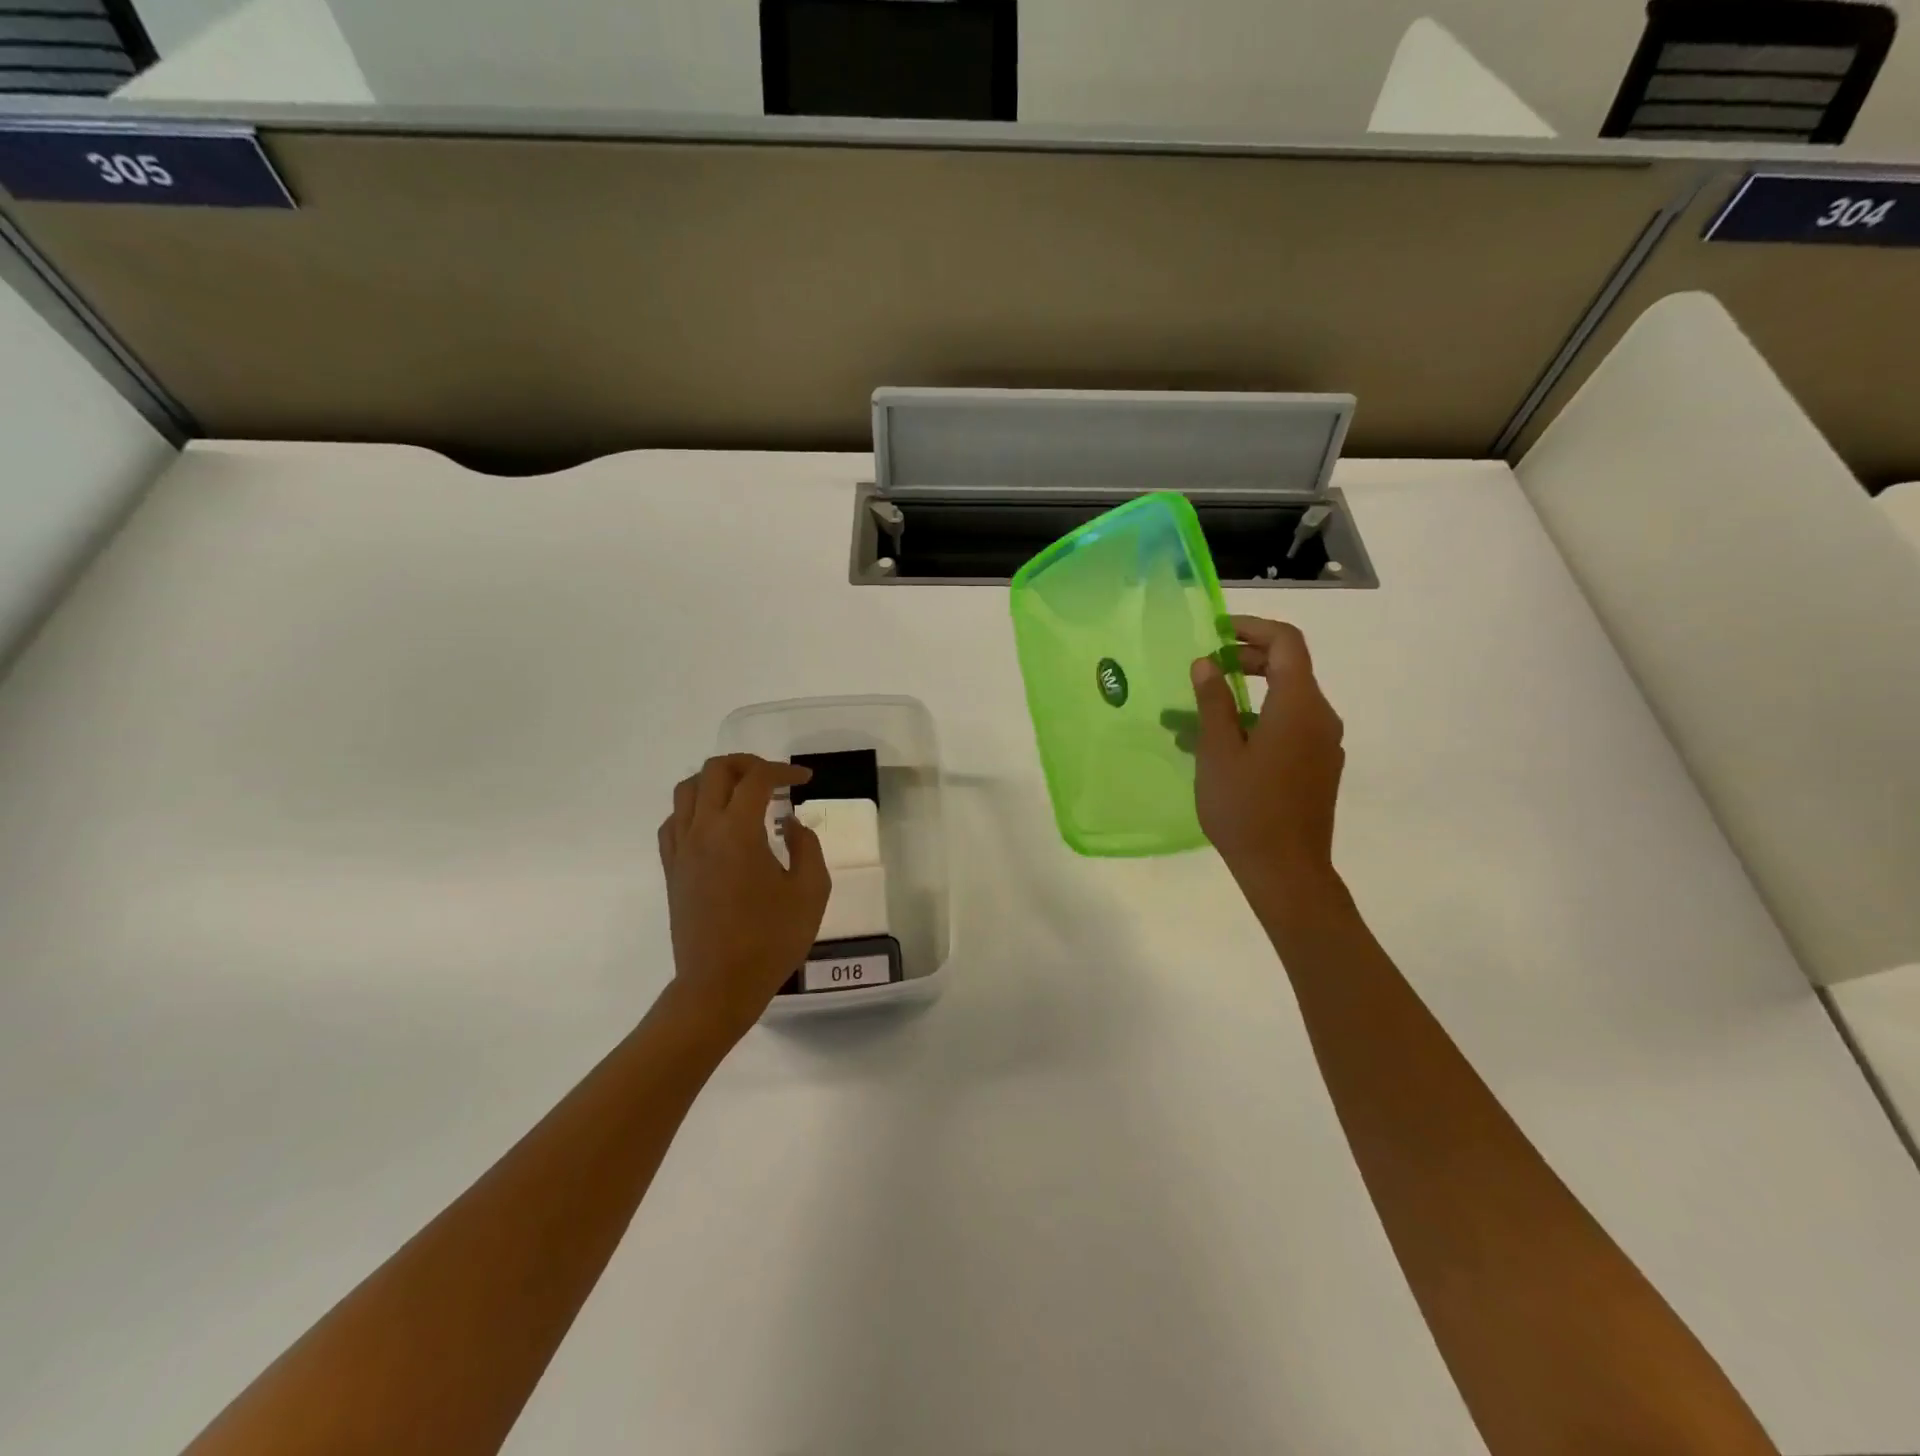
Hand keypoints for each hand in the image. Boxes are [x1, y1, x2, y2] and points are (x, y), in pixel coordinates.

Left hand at [657, 754, 831, 1038]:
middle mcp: (703, 830)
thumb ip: (807, 846)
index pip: (757, 779)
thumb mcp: (811, 891)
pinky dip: (695, 809)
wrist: (719, 986)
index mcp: (738, 832)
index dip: (784, 770)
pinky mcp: (671, 869)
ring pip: (687, 789)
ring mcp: (681, 849)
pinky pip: (674, 820)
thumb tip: (789, 823)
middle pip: (715, 771)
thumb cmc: (771, 940)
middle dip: (748, 764)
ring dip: (717, 781)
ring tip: (743, 796)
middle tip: (774, 780)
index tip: (805, 780)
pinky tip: (716, 825)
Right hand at [1192, 617, 1345, 898]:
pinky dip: (1257, 720)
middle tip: (1206, 667)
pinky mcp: (1319, 767)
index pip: (1287, 642)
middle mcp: (1321, 717)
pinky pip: (1289, 727)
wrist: (1287, 871)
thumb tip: (1206, 663)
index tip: (1217, 631)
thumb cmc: (1246, 808)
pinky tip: (1222, 745)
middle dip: (1246, 659)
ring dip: (1246, 695)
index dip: (1252, 628)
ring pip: (1285, 701)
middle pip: (1290, 668)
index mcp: (1299, 705)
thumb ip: (1213, 701)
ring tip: (1199, 713)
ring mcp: (1324, 744)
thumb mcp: (1217, 751)